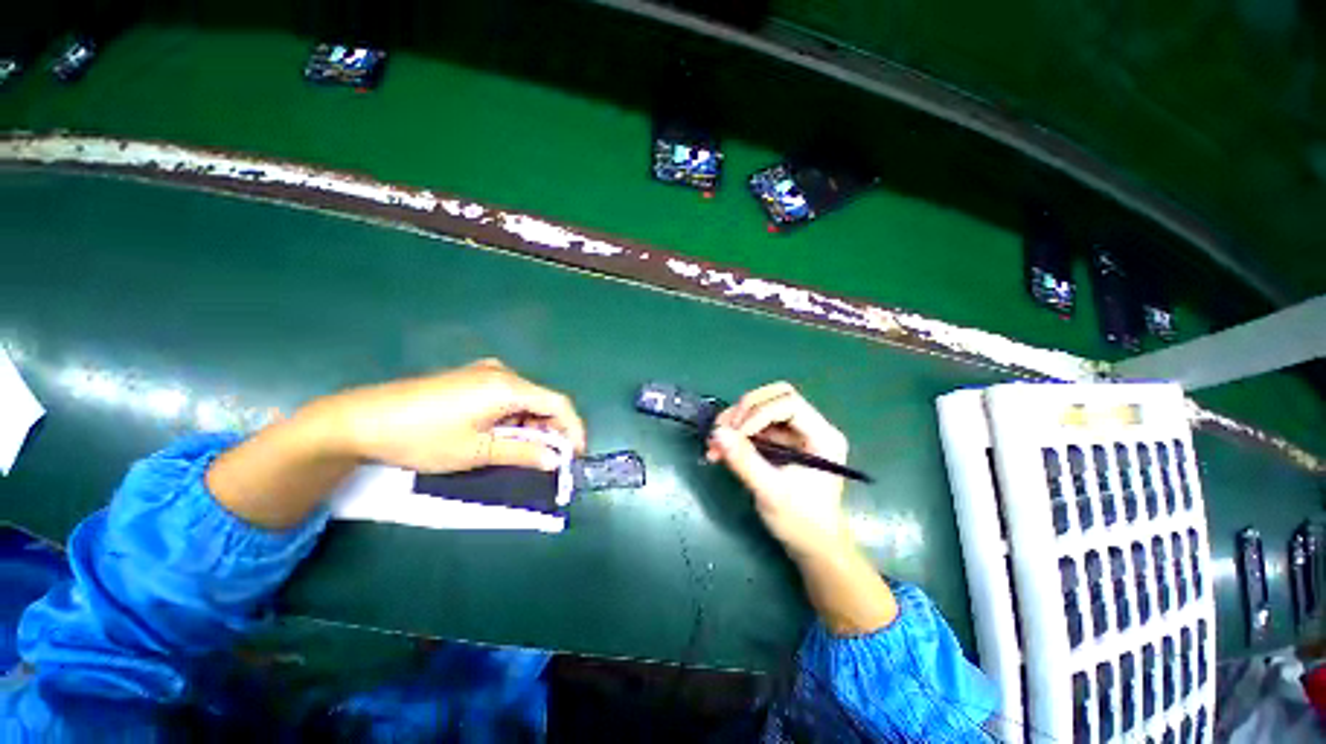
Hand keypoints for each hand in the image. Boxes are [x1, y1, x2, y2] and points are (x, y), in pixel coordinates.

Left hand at [325, 358, 586, 472]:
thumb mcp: (477, 451)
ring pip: (525, 399)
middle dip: (551, 429)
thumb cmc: (423, 437)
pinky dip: (514, 416)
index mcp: (508, 386)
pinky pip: (507, 396)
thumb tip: (554, 459)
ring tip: (523, 451)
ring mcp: (484, 372)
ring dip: (532, 424)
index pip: (559, 403)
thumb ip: (522, 452)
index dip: (573, 429)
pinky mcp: (470, 378)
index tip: (575, 455)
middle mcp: (503, 372)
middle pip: (543, 400)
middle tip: (548, 459)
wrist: (361, 420)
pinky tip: (501, 434)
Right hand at [706, 382, 897, 634]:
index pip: (789, 403)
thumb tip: (717, 433)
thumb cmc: (802, 522)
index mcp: (822, 436)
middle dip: (745, 409)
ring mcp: (796, 434)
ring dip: (736, 420)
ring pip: (763, 408)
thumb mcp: (771, 492)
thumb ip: (744, 461)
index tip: (735, 434)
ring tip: (715, 441)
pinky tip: (722, 448)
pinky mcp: (783, 443)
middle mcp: (811, 427)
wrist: (813, 547)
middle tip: (722, 429)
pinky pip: (757, 425)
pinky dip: (738, 432)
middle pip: (776, 397)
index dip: (758, 412)